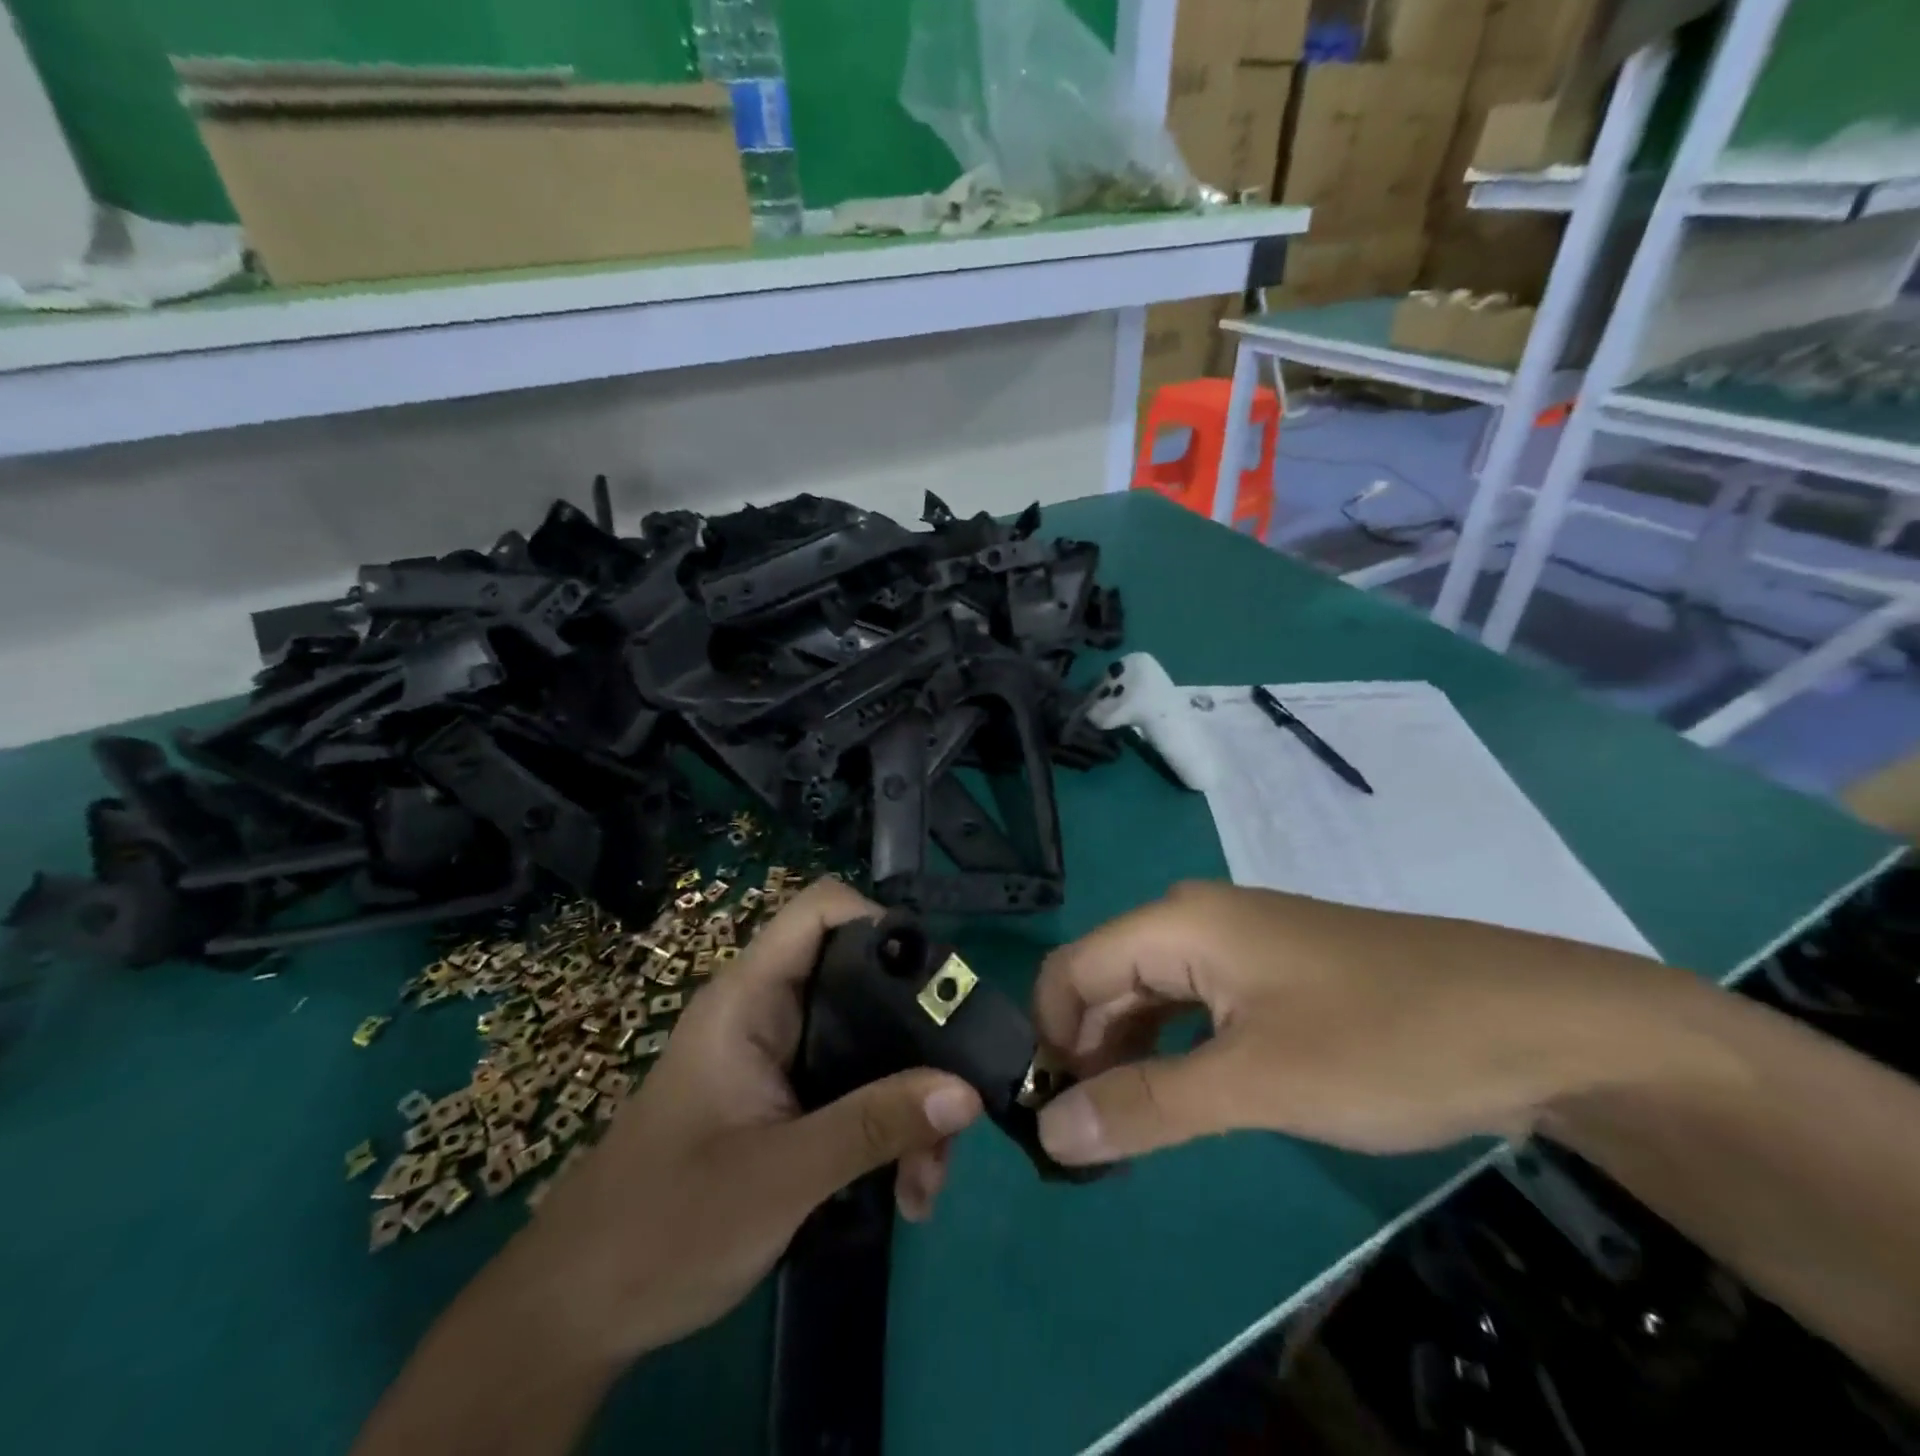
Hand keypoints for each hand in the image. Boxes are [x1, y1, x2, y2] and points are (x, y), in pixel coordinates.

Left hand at [496, 878, 982, 1361]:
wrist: (578, 1313)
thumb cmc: (661, 1227)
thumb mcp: (778, 1177)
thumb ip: (872, 1126)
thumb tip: (967, 1090)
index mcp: (749, 998)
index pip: (820, 911)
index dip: (880, 922)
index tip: (936, 983)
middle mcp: (770, 1014)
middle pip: (865, 982)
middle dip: (917, 1039)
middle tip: (954, 1104)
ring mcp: (781, 1059)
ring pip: (869, 1044)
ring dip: (910, 1100)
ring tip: (927, 1183)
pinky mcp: (788, 1102)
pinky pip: (857, 1089)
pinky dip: (888, 1128)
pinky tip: (905, 1192)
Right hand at [1032, 881, 1714, 1165]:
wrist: (1541, 1025)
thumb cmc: (1385, 1042)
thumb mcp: (1256, 1084)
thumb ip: (1145, 1107)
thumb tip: (1047, 1131)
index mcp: (1177, 923)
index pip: (1071, 971)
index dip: (1049, 1041)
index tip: (1053, 1120)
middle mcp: (1195, 920)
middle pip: (1106, 981)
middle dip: (1085, 1055)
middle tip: (1090, 1143)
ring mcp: (1238, 944)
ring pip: (1151, 996)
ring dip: (1128, 1058)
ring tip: (1129, 1132)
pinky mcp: (1274, 972)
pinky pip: (1196, 1006)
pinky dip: (1174, 1052)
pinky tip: (1184, 1098)